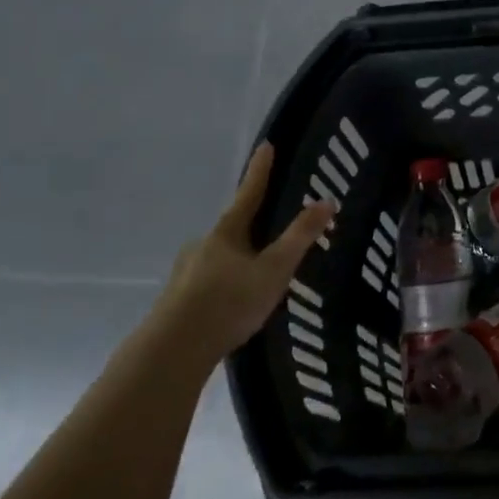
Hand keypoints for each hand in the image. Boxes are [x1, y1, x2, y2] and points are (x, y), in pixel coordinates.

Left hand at [161, 142, 335, 362]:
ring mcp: (185, 272)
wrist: (171, 352)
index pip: (250, 192)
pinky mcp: (176, 301)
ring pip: (218, 258)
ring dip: (237, 260)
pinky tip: (232, 304)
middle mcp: (203, 244)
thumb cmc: (228, 303)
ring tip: (256, 277)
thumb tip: (327, 199)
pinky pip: (207, 283)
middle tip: (271, 232)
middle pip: (232, 227)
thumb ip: (300, 237)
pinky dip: (223, 285)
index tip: (266, 145)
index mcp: (227, 232)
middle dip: (251, 227)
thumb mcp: (274, 270)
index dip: (260, 170)